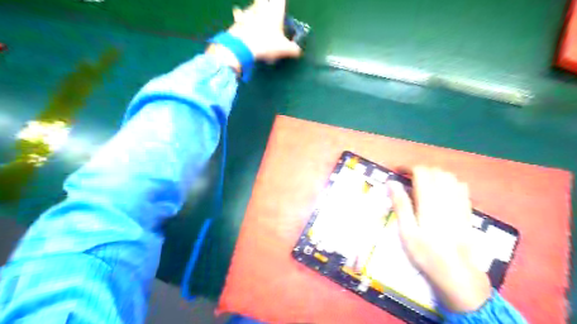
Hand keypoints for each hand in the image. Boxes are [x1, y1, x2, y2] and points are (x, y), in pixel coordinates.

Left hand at [207, 0, 303, 73]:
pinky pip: (239, 14)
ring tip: (255, 12)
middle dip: (265, 3)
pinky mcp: (238, 21)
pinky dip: (239, 16)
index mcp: (275, 13)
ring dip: (254, 8)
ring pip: (252, 6)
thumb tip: (298, 51)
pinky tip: (238, 17)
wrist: (243, 47)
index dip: (281, 2)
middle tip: (268, 6)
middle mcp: (262, 9)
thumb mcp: (284, 50)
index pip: (280, 1)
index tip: (282, 3)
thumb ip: (293, 49)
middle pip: (262, 0)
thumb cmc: (267, 44)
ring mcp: (248, 13)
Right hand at [387, 167, 490, 310]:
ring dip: (435, 174)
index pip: (421, 172)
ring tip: (424, 183)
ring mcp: (460, 203)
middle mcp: (446, 197)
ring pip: (449, 176)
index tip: (398, 172)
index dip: (408, 168)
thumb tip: (391, 182)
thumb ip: (400, 204)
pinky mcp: (467, 210)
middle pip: (435, 171)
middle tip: (408, 179)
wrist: (457, 272)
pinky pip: (461, 186)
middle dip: (420, 170)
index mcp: (429, 201)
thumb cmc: (426, 253)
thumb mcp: (406, 231)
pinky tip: (442, 192)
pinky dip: (449, 182)